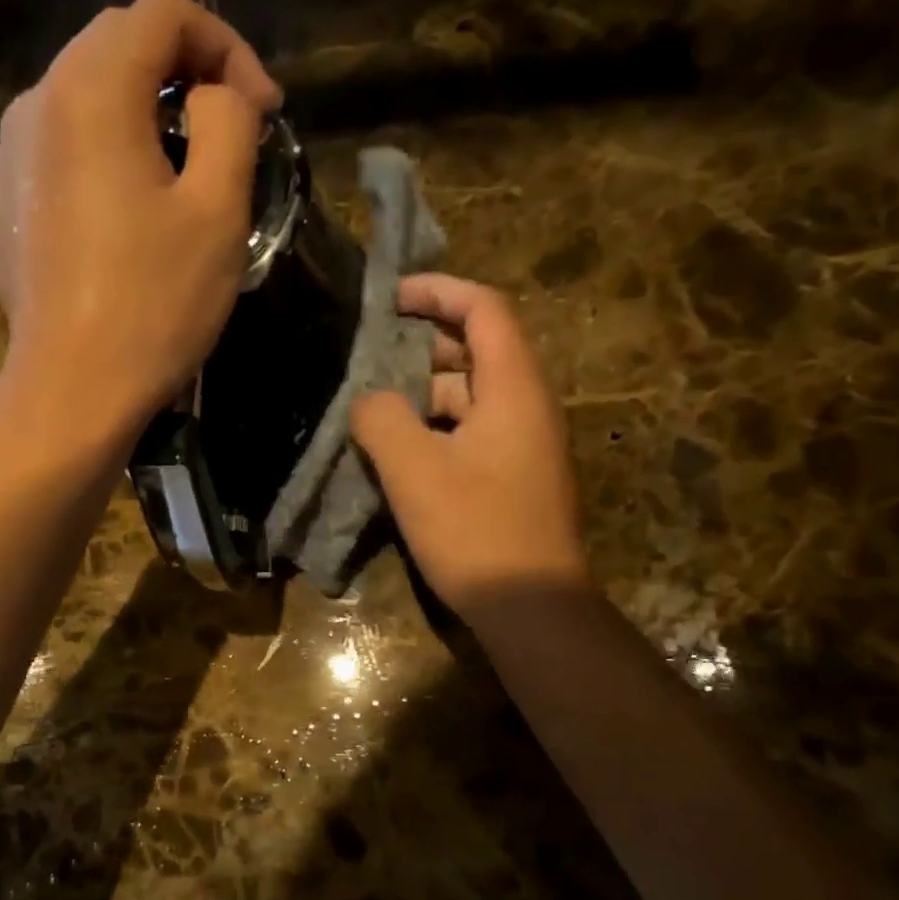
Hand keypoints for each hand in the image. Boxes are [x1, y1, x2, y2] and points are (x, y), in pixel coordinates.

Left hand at [0, 0, 282, 435]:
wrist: (74, 390)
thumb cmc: (154, 303)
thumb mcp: (218, 209)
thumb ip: (228, 122)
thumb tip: (215, 95)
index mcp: (90, 91)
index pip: (162, 15)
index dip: (226, 47)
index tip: (261, 111)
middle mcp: (33, 104)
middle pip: (114, 47)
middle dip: (183, 75)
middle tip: (229, 133)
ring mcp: (5, 158)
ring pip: (81, 100)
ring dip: (139, 117)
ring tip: (177, 175)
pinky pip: (55, 154)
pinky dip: (97, 159)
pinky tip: (120, 214)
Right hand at [351, 274, 587, 615]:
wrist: (531, 608)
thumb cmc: (476, 531)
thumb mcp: (414, 470)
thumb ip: (382, 419)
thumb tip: (369, 401)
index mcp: (513, 387)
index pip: (483, 308)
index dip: (437, 290)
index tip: (388, 297)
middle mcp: (525, 405)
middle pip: (475, 350)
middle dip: (420, 345)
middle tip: (367, 356)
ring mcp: (521, 443)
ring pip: (467, 396)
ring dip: (420, 394)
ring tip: (370, 408)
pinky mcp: (511, 475)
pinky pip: (468, 431)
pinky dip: (432, 428)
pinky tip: (395, 452)